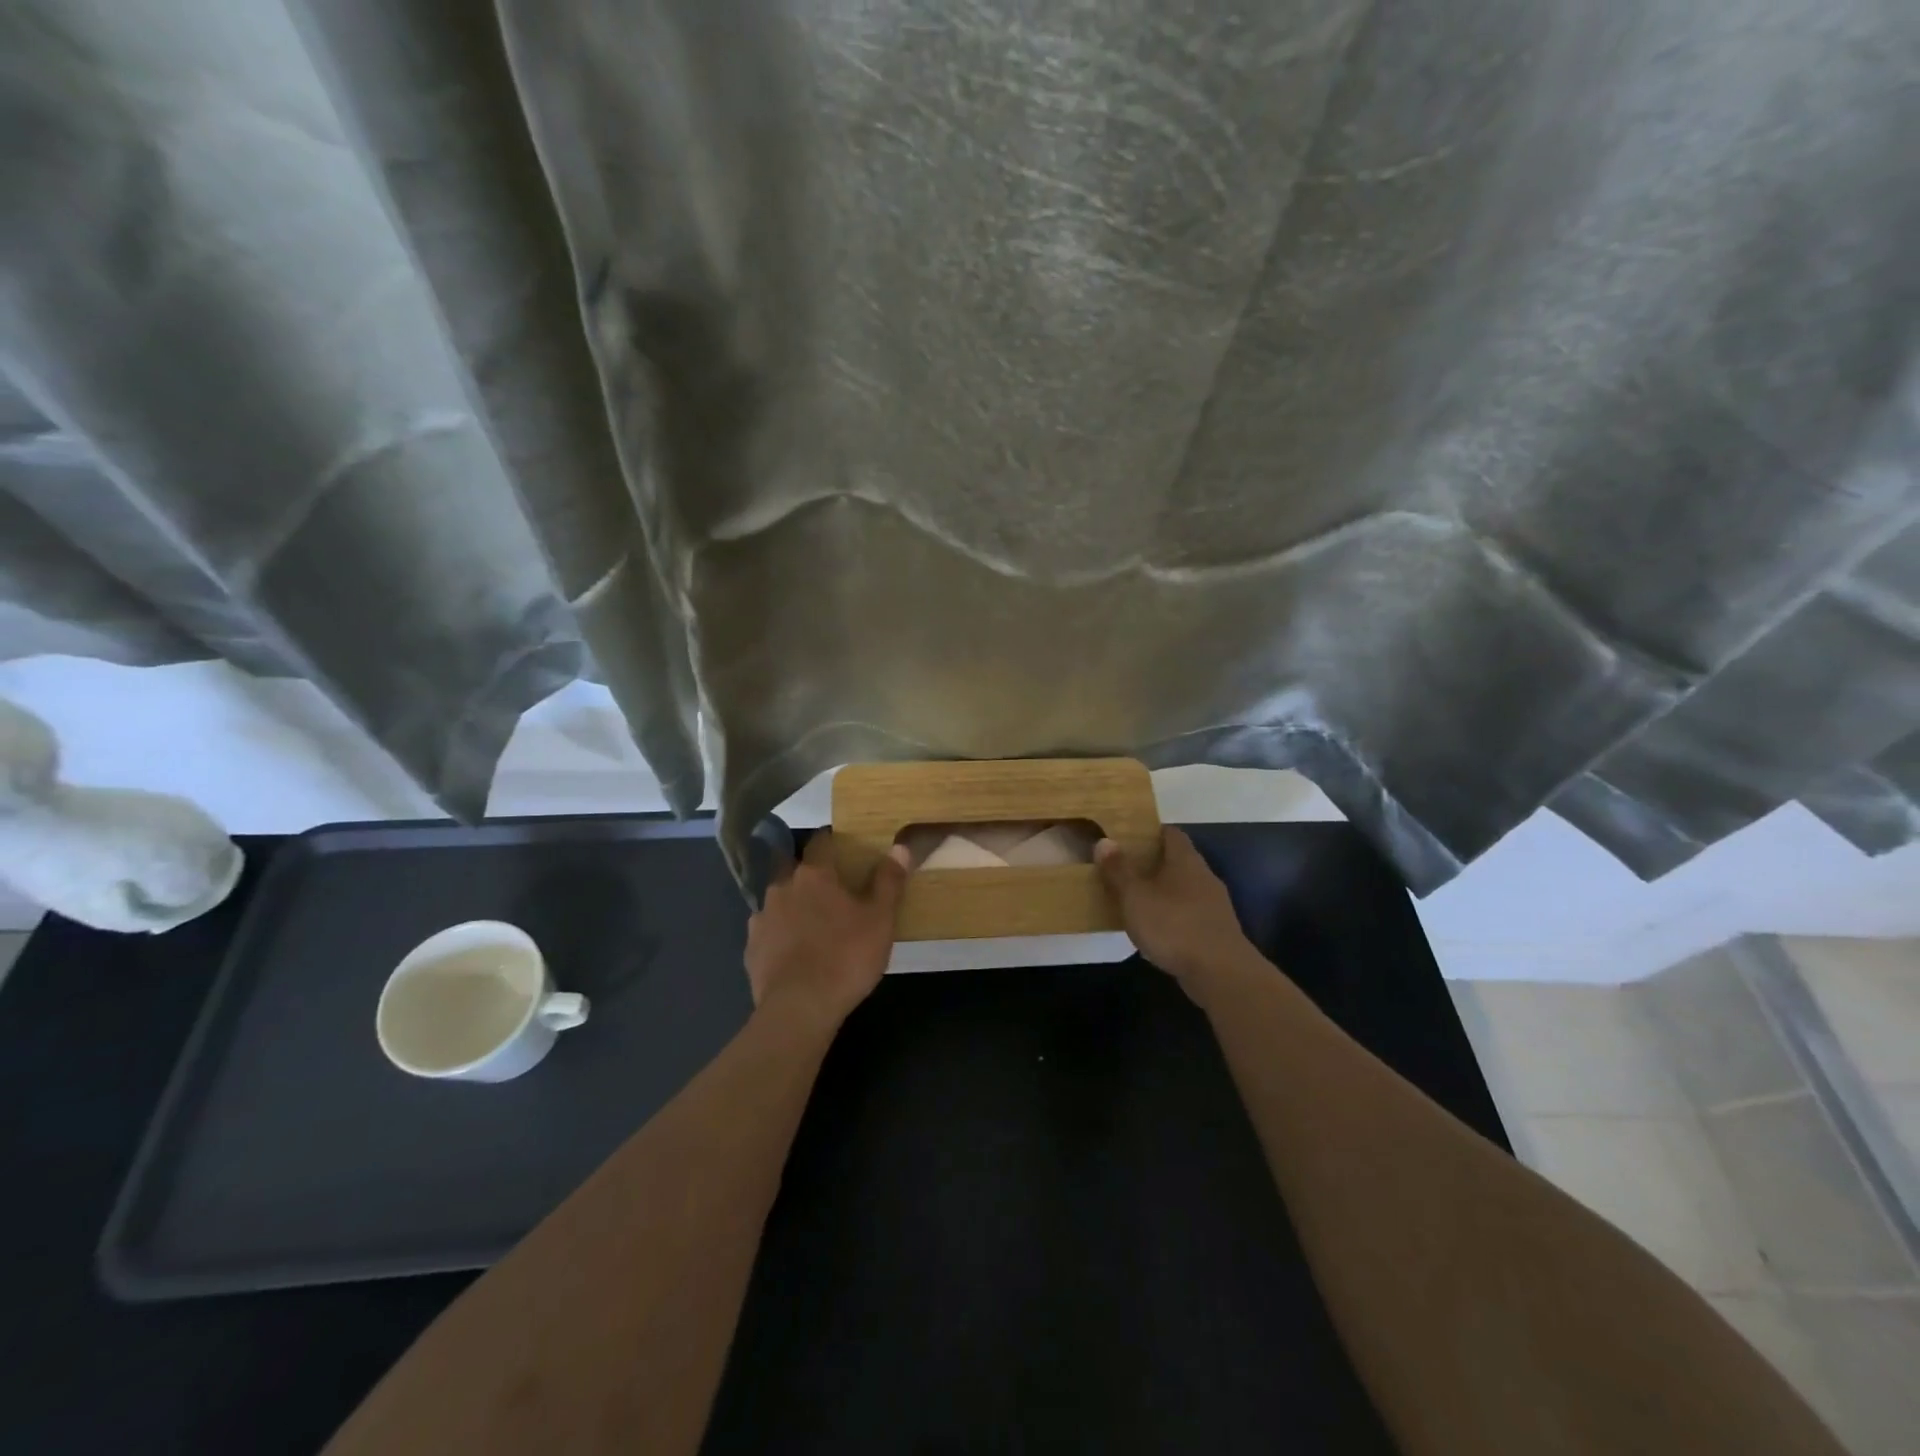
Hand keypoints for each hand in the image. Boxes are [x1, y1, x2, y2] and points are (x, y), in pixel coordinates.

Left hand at [745, 831, 908, 1029]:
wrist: (799, 1008)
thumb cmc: (846, 957)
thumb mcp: (880, 919)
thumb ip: (889, 881)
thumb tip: (900, 846)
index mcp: (814, 874)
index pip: (821, 842)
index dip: (834, 843)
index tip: (846, 852)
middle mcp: (782, 887)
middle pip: (796, 871)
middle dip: (811, 877)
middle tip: (833, 894)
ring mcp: (761, 918)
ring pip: (780, 901)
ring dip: (794, 907)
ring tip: (814, 927)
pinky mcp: (751, 949)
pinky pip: (768, 932)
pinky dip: (780, 936)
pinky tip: (795, 954)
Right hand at [1096, 828, 1253, 993]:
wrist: (1221, 973)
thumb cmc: (1173, 926)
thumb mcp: (1135, 896)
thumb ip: (1119, 870)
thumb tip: (1105, 841)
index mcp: (1186, 860)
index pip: (1171, 833)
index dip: (1150, 832)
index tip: (1128, 838)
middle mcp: (1204, 876)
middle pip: (1178, 861)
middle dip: (1153, 863)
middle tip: (1124, 869)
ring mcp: (1214, 905)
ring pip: (1184, 889)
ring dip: (1163, 892)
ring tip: (1136, 900)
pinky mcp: (1217, 931)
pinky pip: (1190, 914)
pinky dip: (1173, 916)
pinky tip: (1156, 931)